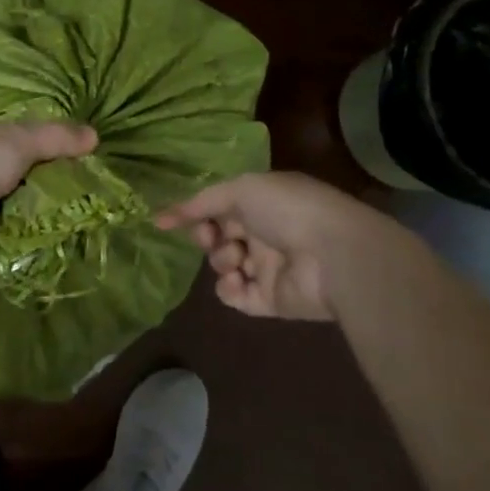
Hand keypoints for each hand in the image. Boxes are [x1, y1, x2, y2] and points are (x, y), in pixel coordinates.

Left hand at [0, 121, 98, 276]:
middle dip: (59, 190)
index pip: (28, 146)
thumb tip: (95, 135)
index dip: (57, 152)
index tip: (90, 161)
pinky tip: (74, 247)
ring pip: (30, 217)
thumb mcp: (19, 138)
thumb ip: (56, 138)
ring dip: (54, 220)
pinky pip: (22, 249)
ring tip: (94, 223)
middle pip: (31, 183)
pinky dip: (41, 248)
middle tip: (99, 197)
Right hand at [156, 171, 419, 320]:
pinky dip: (230, 290)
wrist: (331, 253)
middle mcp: (264, 233)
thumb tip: (158, 217)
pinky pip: (237, 297)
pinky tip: (237, 282)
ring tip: (235, 260)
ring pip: (225, 266)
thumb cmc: (287, 209)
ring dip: (221, 262)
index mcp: (262, 202)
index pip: (220, 207)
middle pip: (220, 237)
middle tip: (213, 239)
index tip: (177, 221)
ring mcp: (268, 267)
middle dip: (208, 238)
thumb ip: (200, 203)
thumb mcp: (240, 190)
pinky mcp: (271, 300)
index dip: (198, 214)